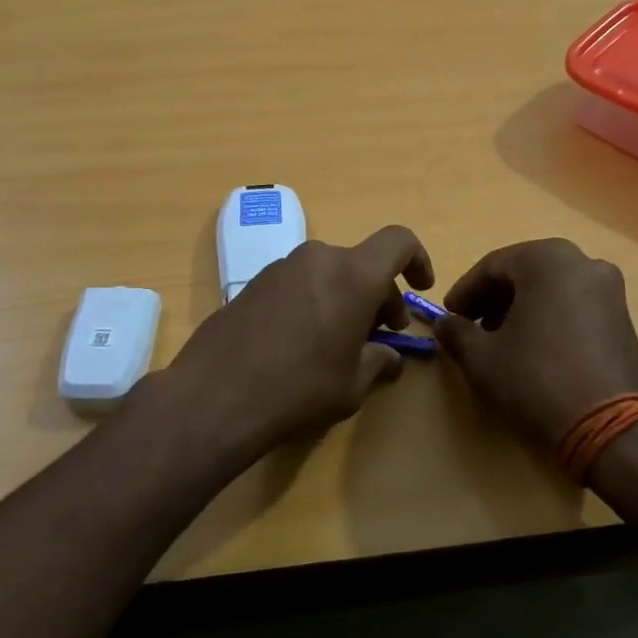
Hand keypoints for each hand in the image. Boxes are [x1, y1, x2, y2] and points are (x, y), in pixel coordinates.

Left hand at [156, 226, 435, 463]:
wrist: (216, 395)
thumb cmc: (300, 389)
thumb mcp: (353, 384)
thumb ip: (379, 362)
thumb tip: (389, 357)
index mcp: (353, 275)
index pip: (398, 242)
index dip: (417, 259)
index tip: (420, 287)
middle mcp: (317, 259)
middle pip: (361, 263)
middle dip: (379, 295)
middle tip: (381, 334)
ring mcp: (280, 268)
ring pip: (328, 273)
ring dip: (344, 298)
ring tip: (339, 342)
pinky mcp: (252, 283)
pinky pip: (298, 283)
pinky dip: (313, 301)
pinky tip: (301, 343)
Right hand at [436, 238, 637, 453]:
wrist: (611, 429)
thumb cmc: (536, 381)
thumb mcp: (481, 358)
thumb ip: (457, 332)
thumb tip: (446, 324)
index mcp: (547, 260)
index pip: (492, 265)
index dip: (465, 291)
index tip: (449, 316)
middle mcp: (583, 263)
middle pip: (525, 273)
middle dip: (494, 298)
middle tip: (473, 328)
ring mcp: (611, 291)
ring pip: (552, 289)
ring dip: (522, 309)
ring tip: (502, 343)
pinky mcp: (625, 320)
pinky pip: (576, 307)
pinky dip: (550, 319)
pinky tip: (536, 351)